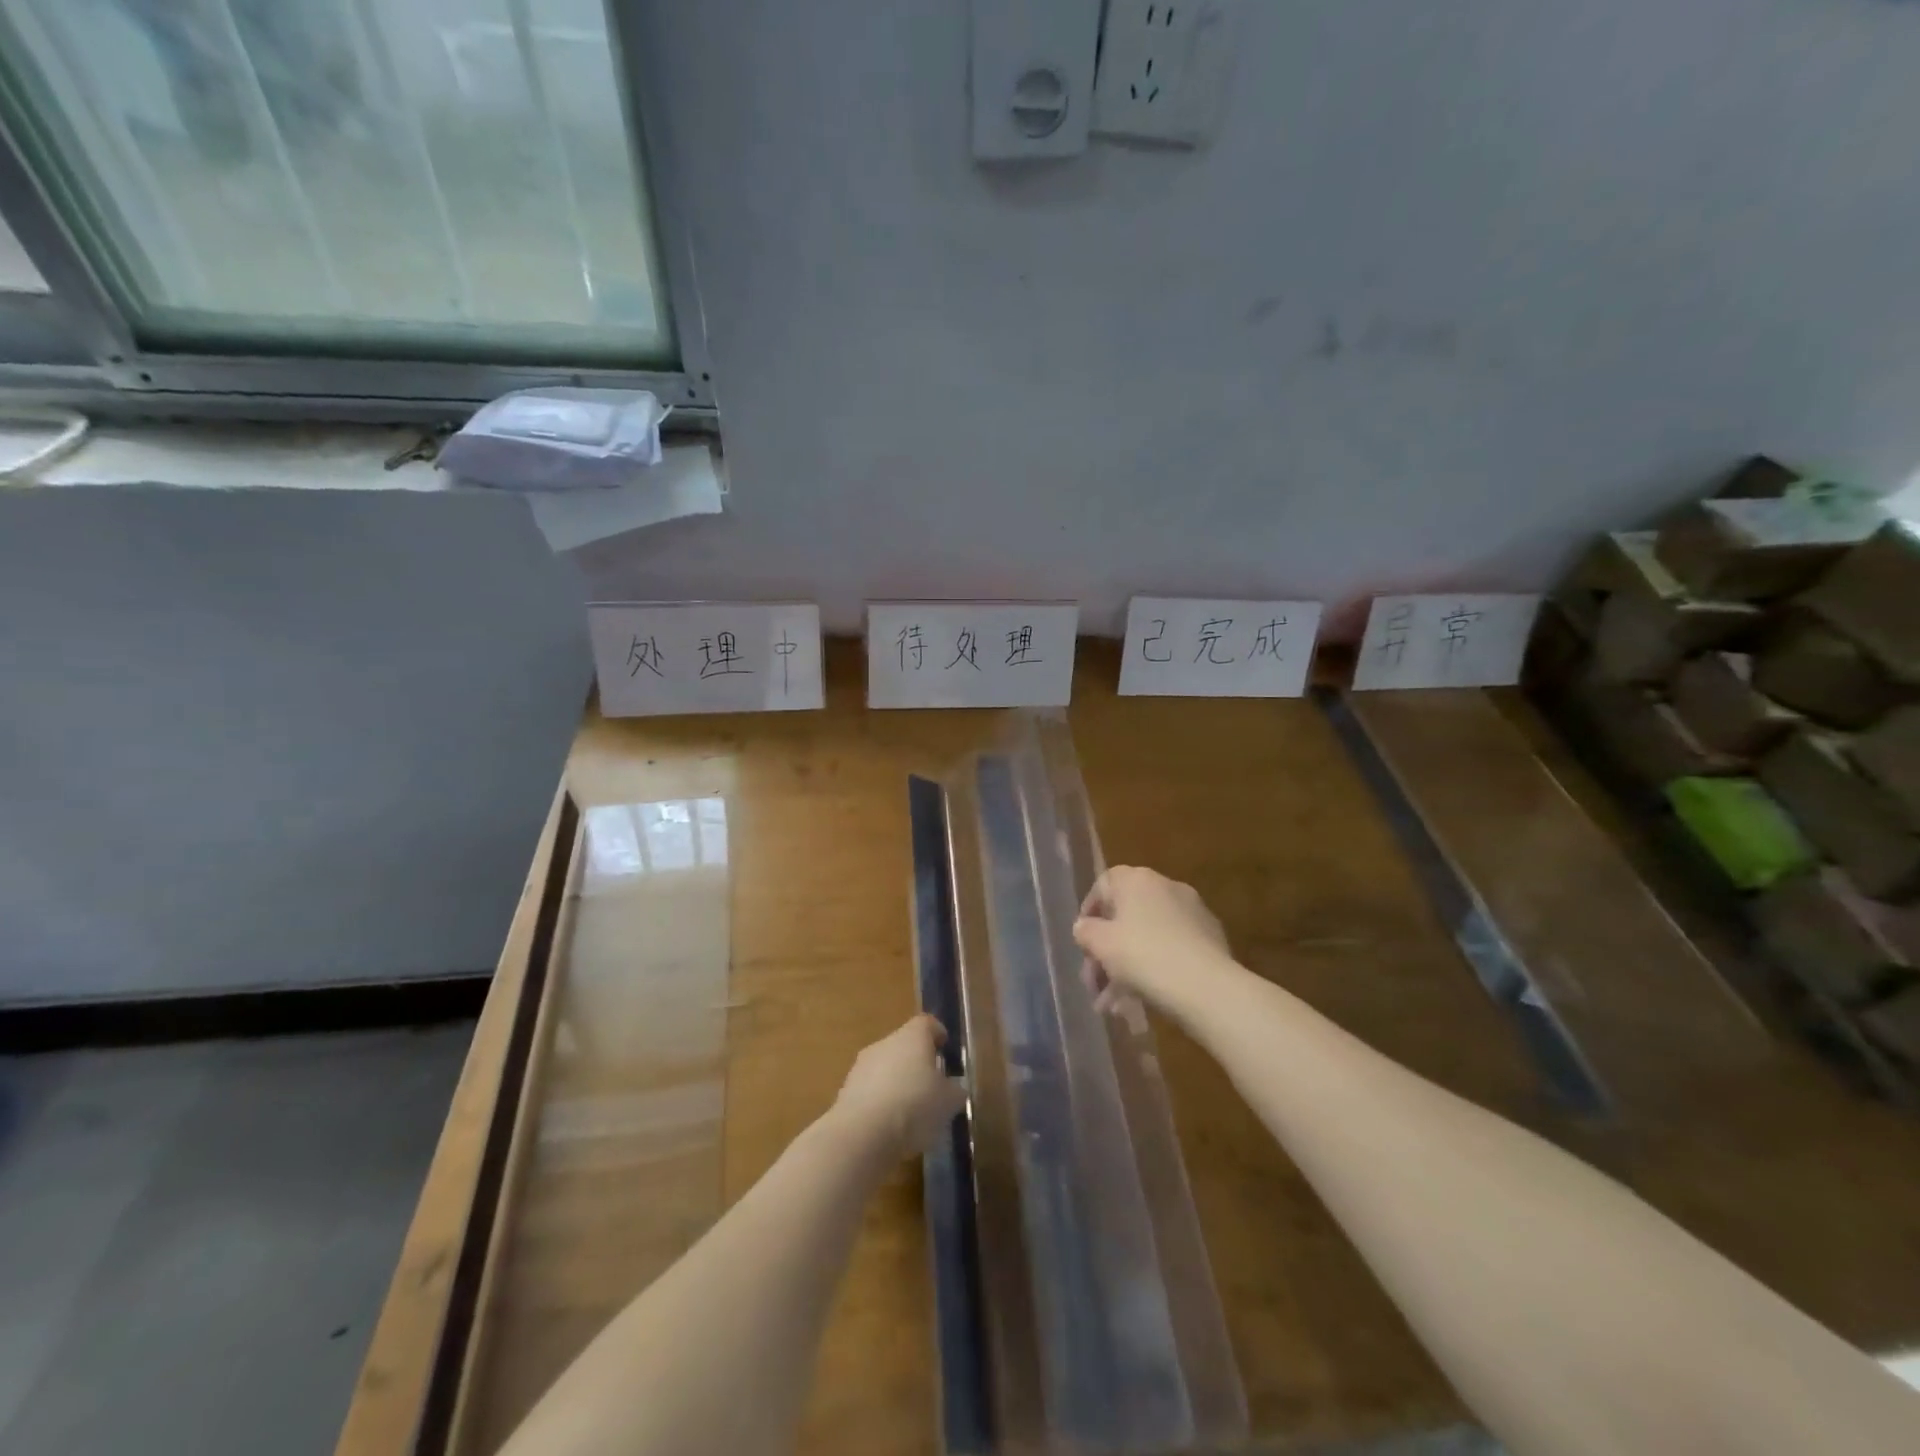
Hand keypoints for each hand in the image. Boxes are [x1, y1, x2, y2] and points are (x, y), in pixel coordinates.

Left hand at [832, 1014, 967, 1161]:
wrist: (862, 1134)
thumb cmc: (914, 1106)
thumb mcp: (948, 1102)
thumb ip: (955, 1090)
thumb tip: (955, 1087)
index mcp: (912, 1036)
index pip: (927, 1023)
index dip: (937, 1034)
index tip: (945, 1048)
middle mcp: (885, 1042)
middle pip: (904, 1045)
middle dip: (917, 1062)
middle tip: (931, 1086)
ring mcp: (862, 1065)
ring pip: (886, 1067)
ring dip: (897, 1083)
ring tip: (911, 1112)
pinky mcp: (846, 1091)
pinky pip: (871, 1090)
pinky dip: (881, 1102)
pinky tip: (890, 1126)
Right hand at [1074, 866, 1237, 1016]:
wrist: (1207, 987)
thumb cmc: (1143, 956)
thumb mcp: (1100, 944)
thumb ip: (1085, 931)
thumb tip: (1084, 927)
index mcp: (1137, 880)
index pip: (1104, 885)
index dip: (1089, 912)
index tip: (1083, 942)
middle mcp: (1165, 887)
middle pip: (1126, 916)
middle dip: (1106, 952)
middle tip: (1095, 985)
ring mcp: (1192, 912)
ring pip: (1148, 937)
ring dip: (1127, 968)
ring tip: (1116, 1005)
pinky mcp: (1210, 939)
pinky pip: (1171, 949)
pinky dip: (1155, 969)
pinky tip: (1145, 1000)